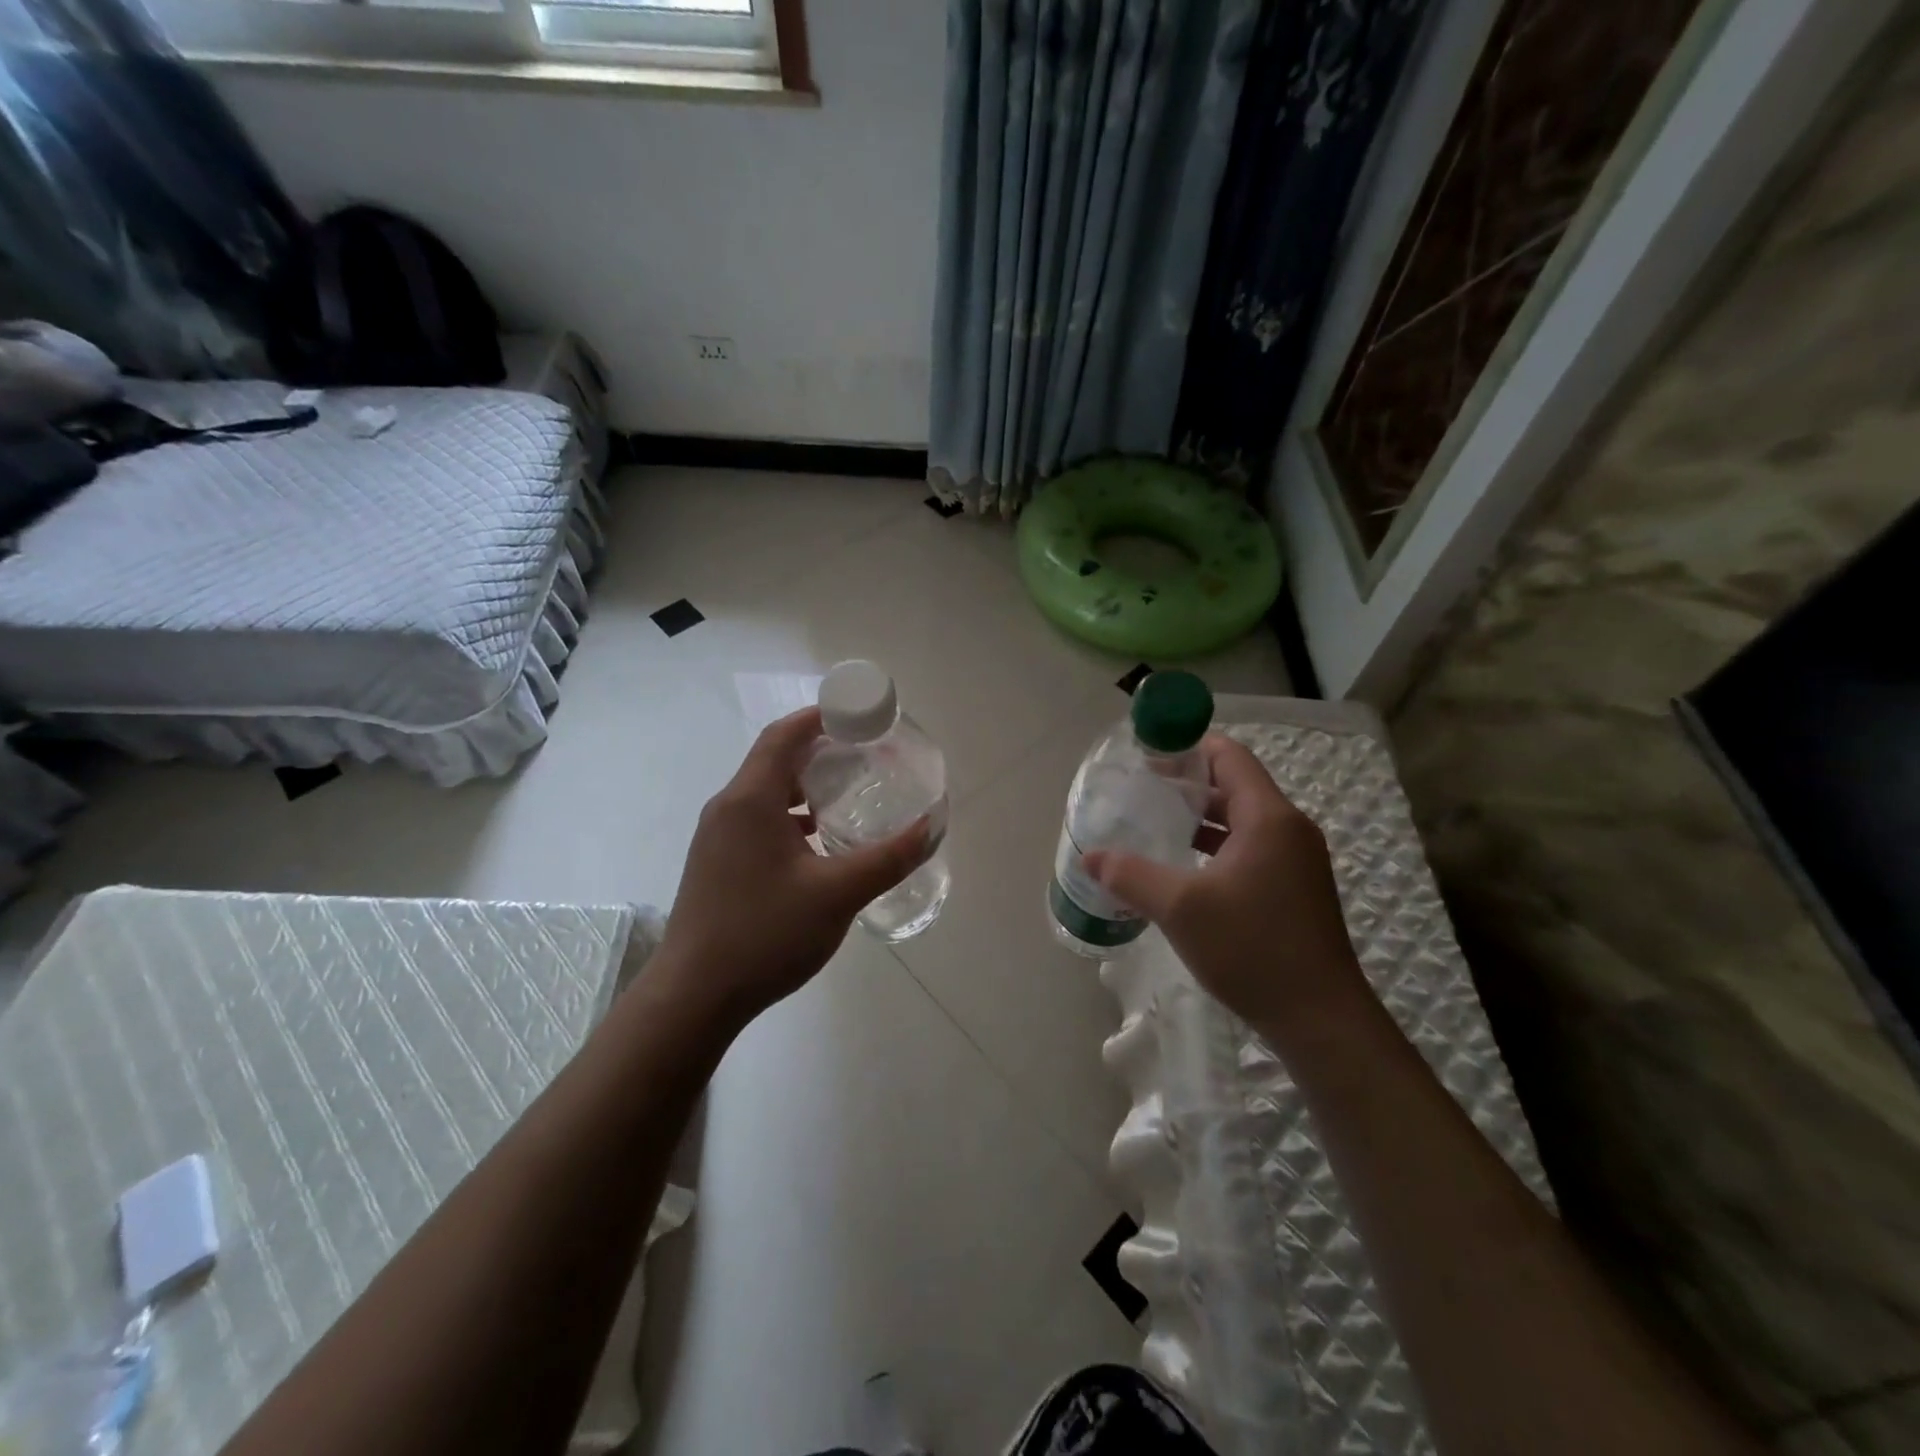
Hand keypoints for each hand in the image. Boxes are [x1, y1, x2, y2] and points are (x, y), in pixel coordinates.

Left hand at [653, 707, 930, 1029]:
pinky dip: (791, 816)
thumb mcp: (838, 894)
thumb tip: (932, 826)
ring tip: (850, 794)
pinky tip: (820, 842)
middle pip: (776, 759)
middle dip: (821, 751)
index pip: (786, 735)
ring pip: (767, 792)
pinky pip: (758, 819)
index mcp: (751, 800)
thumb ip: (889, 858)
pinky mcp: (717, 862)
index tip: (862, 717)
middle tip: (867, 756)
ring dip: (806, 786)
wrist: (694, 996)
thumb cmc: (765, 934)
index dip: (822, 717)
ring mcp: (718, 837)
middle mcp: (728, 807)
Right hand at [1083, 734, 1369, 1037]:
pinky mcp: (1294, 889)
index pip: (1229, 756)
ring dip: (1201, 819)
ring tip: (1154, 825)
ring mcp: (1296, 861)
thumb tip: (1089, 857)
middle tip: (1140, 792)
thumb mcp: (1180, 908)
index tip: (1146, 756)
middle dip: (1187, 784)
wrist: (1320, 1019)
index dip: (1188, 747)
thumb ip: (1131, 875)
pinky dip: (1216, 847)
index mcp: (1269, 818)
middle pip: (1234, 785)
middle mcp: (1289, 830)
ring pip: (1242, 821)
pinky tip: (1184, 869)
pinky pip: (1251, 849)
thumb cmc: (1252, 949)